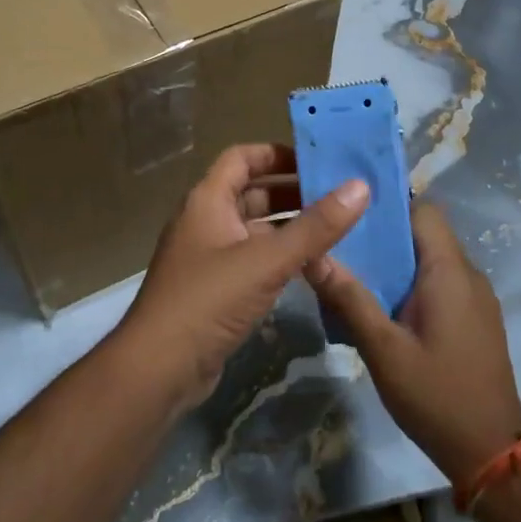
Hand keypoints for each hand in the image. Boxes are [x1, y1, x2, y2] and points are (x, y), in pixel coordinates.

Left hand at [122, 144, 368, 409]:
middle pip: (251, 193)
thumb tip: (361, 186)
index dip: (277, 154)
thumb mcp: (267, 260)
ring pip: (254, 230)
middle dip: (292, 193)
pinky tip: (312, 268)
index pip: (242, 158)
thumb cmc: (209, 300)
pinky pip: (251, 260)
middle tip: (339, 198)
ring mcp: (208, 257)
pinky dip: (279, 258)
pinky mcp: (214, 289)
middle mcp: (205, 221)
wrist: (159, 367)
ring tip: (336, 230)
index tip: (318, 161)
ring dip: (289, 228)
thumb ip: (316, 227)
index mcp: (207, 200)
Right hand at [306, 202, 520, 483]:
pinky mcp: (476, 320)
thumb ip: (349, 298)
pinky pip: (441, 284)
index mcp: (450, 272)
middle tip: (341, 245)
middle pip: (425, 233)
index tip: (350, 212)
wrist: (490, 455)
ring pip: (431, 260)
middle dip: (384, 235)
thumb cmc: (436, 396)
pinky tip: (383, 308)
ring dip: (397, 262)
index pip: (423, 210)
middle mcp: (469, 275)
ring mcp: (477, 299)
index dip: (389, 204)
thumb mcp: (383, 350)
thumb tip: (313, 254)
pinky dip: (412, 284)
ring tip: (353, 274)